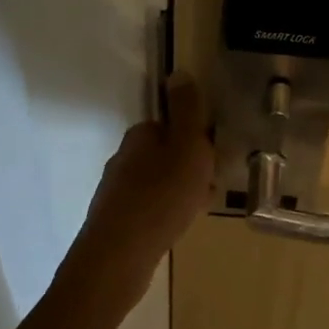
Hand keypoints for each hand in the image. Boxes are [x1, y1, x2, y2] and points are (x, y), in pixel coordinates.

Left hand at [72, 73, 213, 282]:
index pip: (171, 126)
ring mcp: (116, 192)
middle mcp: (123, 159)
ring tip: (198, 209)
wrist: (120, 256)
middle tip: (210, 185)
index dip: (195, 139)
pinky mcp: (116, 221)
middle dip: (189, 167)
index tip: (212, 157)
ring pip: (158, 182)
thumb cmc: (161, 196)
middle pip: (165, 154)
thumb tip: (178, 72)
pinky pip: (150, 208)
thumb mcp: (187, 147)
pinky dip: (166, 212)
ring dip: (180, 191)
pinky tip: (176, 227)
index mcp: (140, 137)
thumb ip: (186, 111)